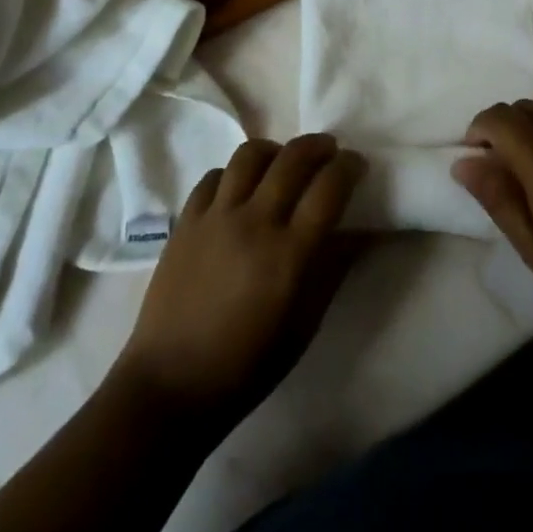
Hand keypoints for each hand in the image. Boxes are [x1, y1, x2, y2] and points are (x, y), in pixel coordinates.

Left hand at [116, 134, 365, 426]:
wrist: (170, 385)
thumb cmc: (247, 365)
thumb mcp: (305, 326)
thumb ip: (334, 270)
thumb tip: (362, 232)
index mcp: (289, 254)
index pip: (329, 187)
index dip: (349, 167)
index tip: (356, 164)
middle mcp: (254, 222)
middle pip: (293, 158)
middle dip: (318, 146)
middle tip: (328, 153)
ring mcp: (216, 217)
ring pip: (250, 155)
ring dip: (275, 151)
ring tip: (282, 164)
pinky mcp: (185, 221)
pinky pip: (214, 176)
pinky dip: (234, 174)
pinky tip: (240, 190)